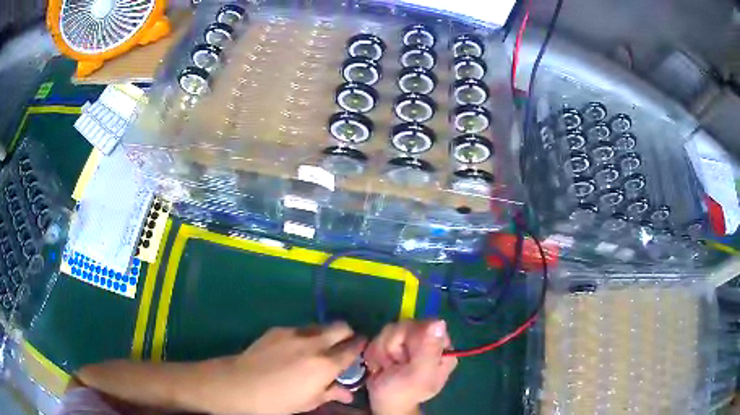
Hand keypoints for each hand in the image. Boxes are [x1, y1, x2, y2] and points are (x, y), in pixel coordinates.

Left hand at [210, 322, 365, 414]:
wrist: (240, 384)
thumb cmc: (277, 401)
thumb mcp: (308, 402)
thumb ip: (331, 393)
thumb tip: (347, 393)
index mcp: (325, 365)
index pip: (353, 349)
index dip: (360, 347)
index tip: (361, 350)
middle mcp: (313, 344)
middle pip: (341, 327)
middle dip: (347, 334)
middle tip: (342, 347)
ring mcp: (294, 333)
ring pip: (319, 326)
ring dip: (324, 335)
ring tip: (315, 350)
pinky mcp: (278, 329)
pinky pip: (299, 329)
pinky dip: (304, 337)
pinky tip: (292, 351)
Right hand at [364, 320, 457, 414]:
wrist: (383, 402)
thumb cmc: (404, 392)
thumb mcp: (419, 374)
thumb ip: (428, 349)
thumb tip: (440, 321)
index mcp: (441, 348)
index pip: (427, 324)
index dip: (412, 337)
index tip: (406, 356)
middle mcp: (427, 341)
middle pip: (406, 325)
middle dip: (394, 346)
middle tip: (395, 365)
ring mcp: (409, 342)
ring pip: (390, 330)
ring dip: (383, 352)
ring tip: (387, 368)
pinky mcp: (392, 344)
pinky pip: (378, 337)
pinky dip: (375, 353)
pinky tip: (380, 366)